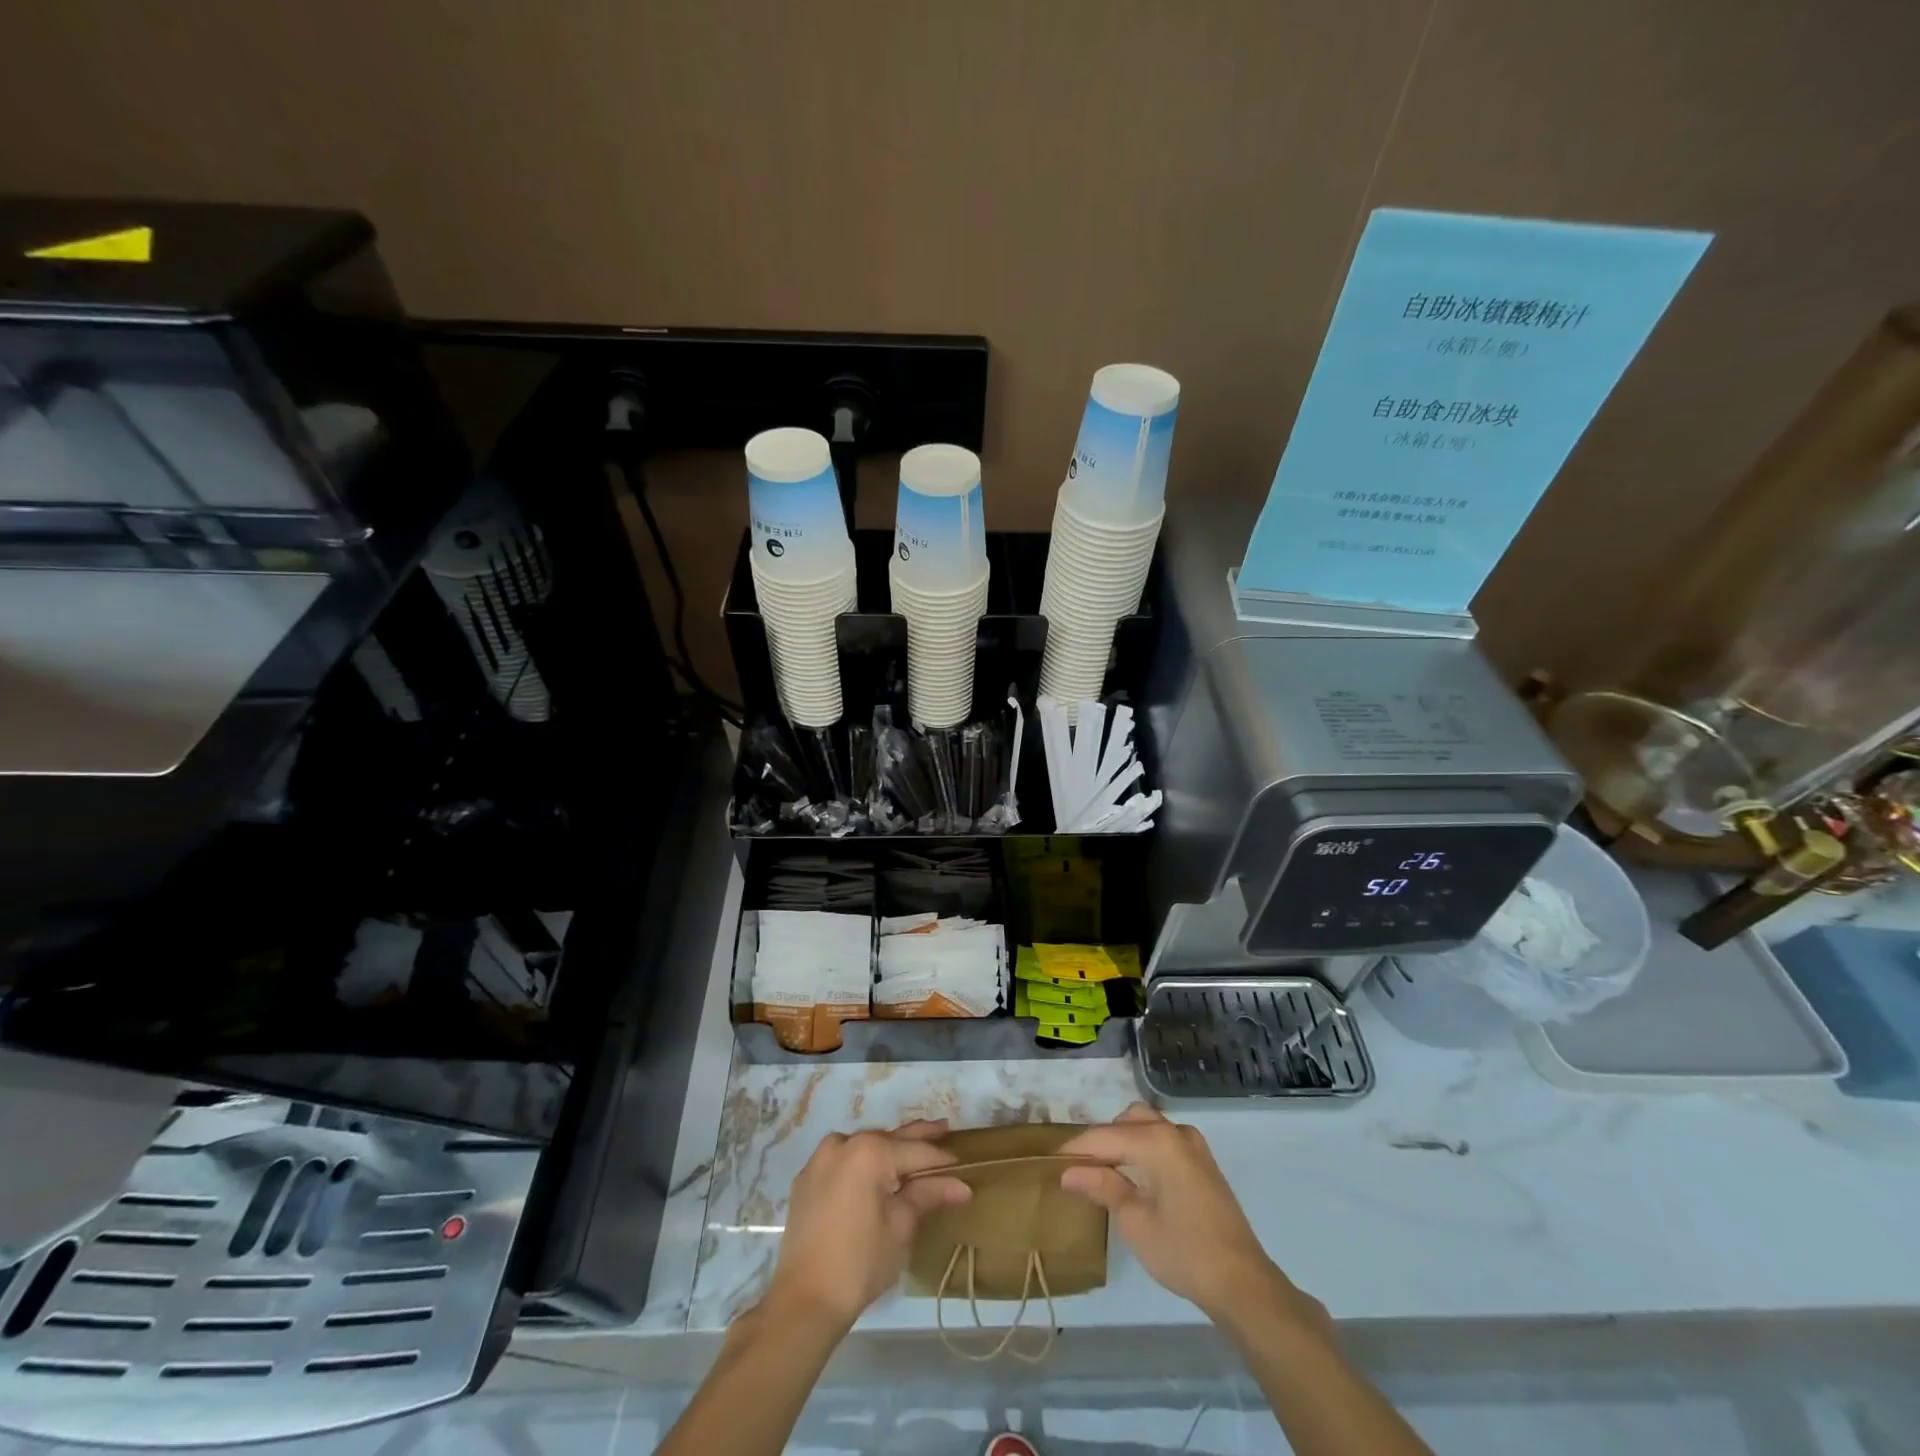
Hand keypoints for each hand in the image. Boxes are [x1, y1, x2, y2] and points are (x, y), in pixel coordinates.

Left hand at [762, 1119, 971, 1333]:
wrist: (804, 1301)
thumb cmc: (860, 1263)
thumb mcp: (901, 1227)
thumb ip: (928, 1195)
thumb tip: (960, 1185)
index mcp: (869, 1151)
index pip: (915, 1151)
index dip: (941, 1158)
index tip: (962, 1161)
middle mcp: (843, 1143)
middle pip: (889, 1140)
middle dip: (917, 1138)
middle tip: (943, 1128)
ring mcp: (820, 1159)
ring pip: (864, 1147)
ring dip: (888, 1149)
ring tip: (913, 1148)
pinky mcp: (807, 1178)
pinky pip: (843, 1161)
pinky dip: (862, 1163)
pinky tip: (877, 1171)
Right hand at [1059, 1103, 1319, 1325]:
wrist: (1241, 1283)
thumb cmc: (1183, 1252)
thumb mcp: (1134, 1221)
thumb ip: (1102, 1187)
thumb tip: (1067, 1172)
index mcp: (1156, 1141)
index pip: (1105, 1136)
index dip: (1076, 1149)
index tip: (1051, 1161)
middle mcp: (1175, 1132)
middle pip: (1127, 1121)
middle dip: (1101, 1140)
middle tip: (1080, 1169)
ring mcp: (1193, 1145)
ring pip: (1147, 1125)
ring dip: (1124, 1140)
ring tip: (1104, 1170)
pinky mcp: (1203, 1162)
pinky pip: (1164, 1139)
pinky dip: (1144, 1147)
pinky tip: (1135, 1174)